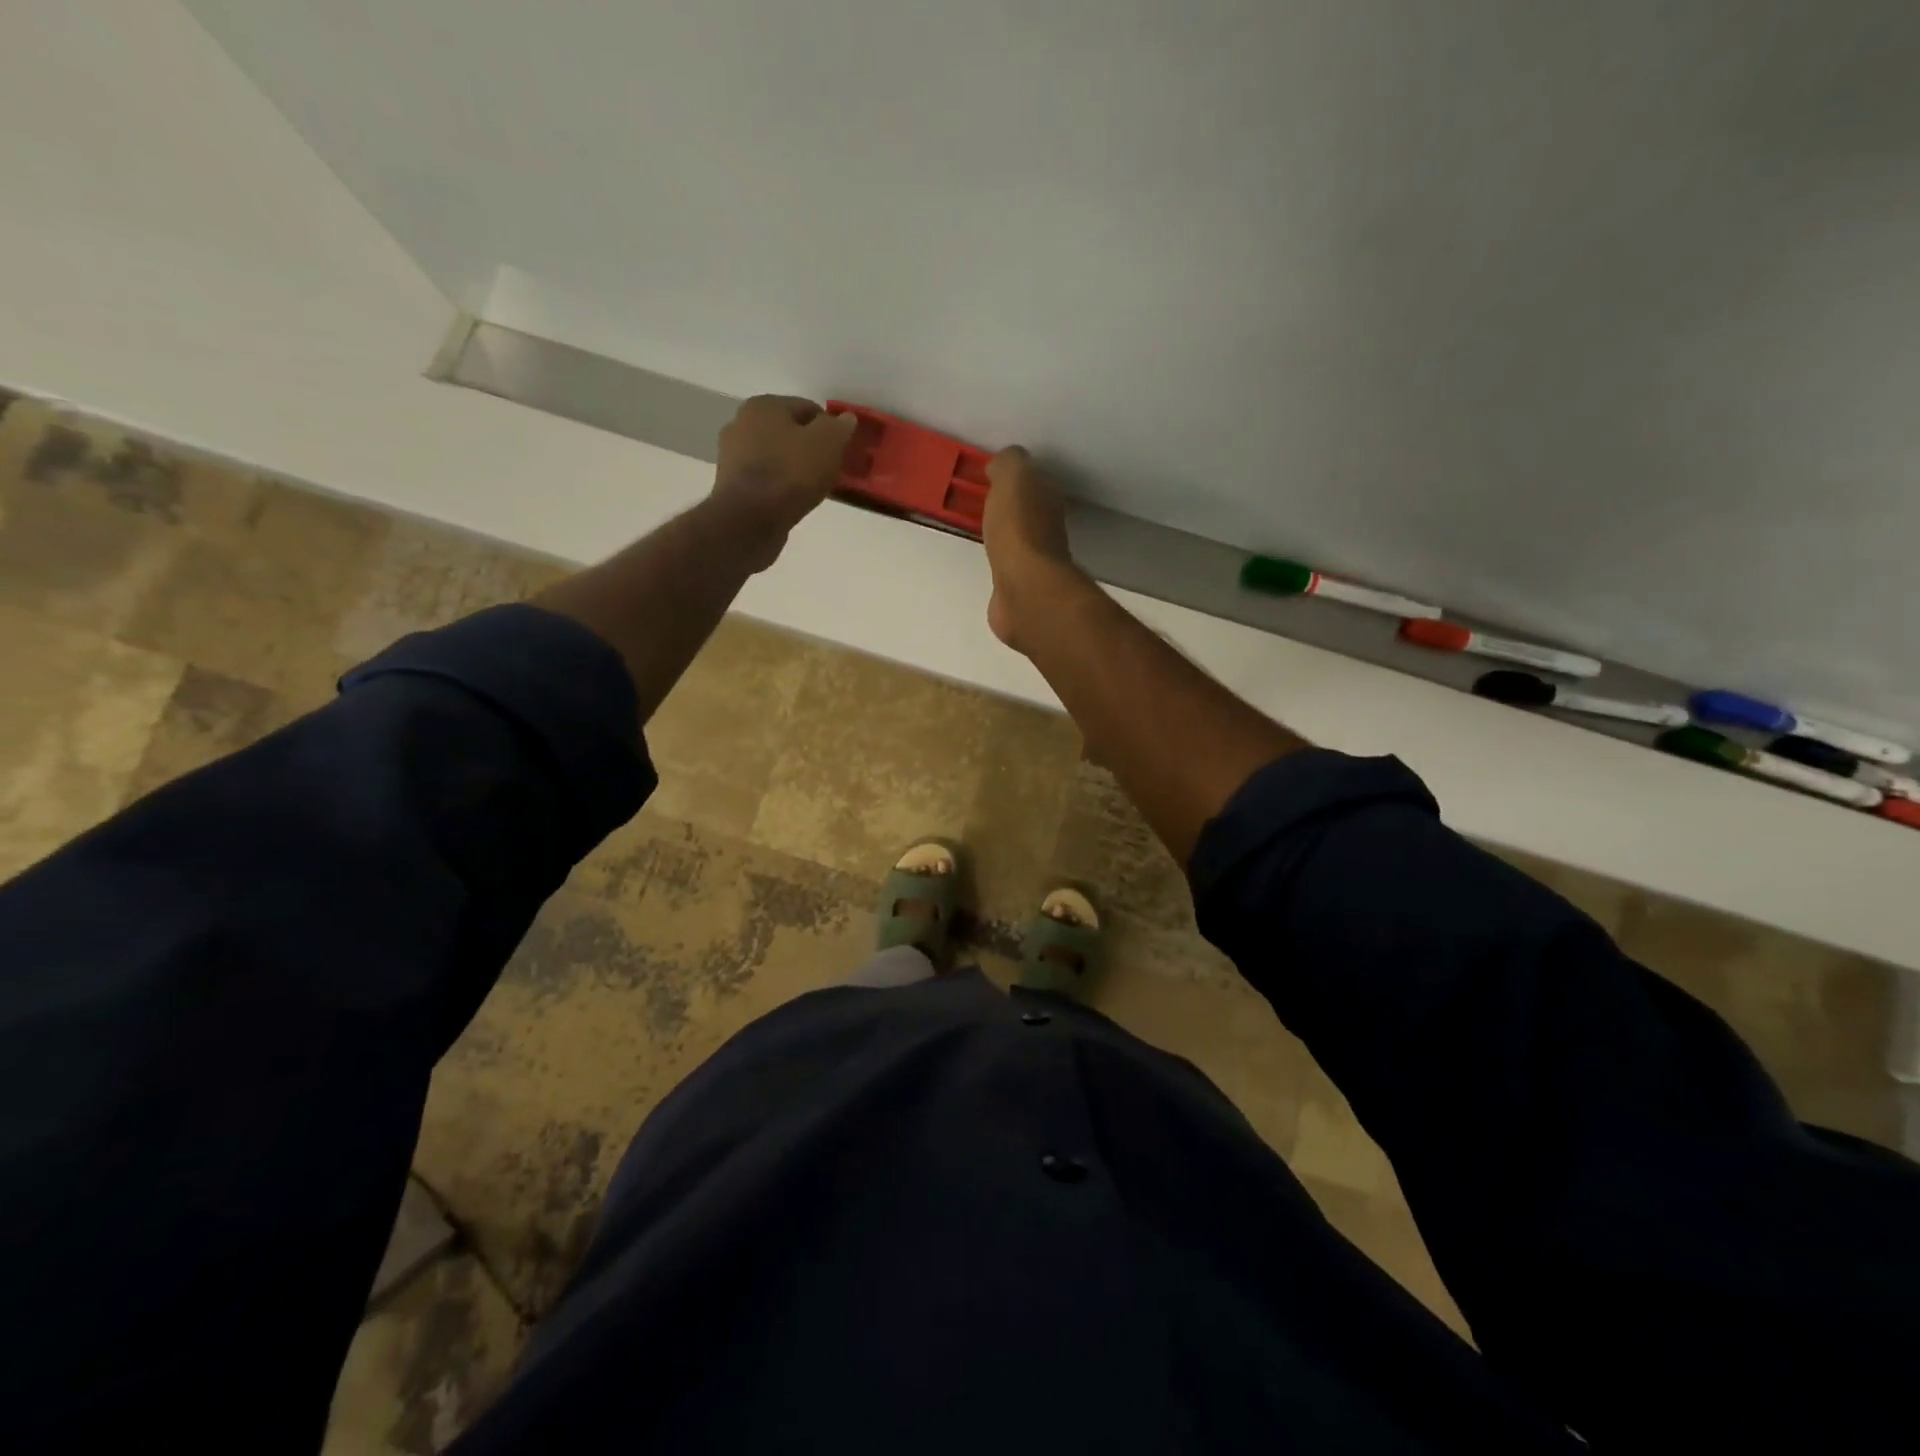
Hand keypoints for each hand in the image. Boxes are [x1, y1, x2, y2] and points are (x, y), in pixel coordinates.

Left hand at [712, 395, 857, 563]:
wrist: (752, 518)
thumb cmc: (792, 473)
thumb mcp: (827, 443)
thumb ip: (839, 427)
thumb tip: (846, 418)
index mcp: (764, 405)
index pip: (807, 408)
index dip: (829, 428)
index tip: (840, 451)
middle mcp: (741, 422)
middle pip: (787, 432)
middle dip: (808, 447)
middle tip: (828, 470)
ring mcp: (731, 455)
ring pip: (774, 456)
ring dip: (792, 467)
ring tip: (811, 488)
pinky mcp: (730, 484)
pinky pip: (764, 478)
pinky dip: (779, 485)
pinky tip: (791, 499)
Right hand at [983, 446, 1082, 650]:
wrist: (1023, 587)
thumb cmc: (1018, 528)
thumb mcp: (1013, 477)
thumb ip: (1008, 464)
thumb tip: (1001, 466)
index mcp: (1048, 497)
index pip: (1034, 479)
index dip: (1013, 476)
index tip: (989, 476)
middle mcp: (1048, 527)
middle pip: (1027, 510)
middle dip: (1009, 506)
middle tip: (981, 502)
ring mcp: (1035, 560)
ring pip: (1017, 537)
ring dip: (1004, 533)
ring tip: (980, 530)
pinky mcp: (1020, 586)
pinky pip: (1006, 564)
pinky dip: (998, 560)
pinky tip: (986, 559)